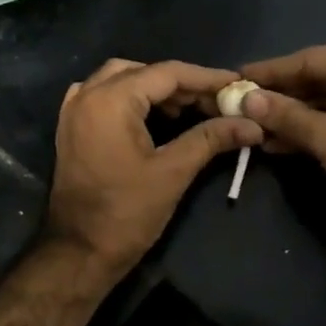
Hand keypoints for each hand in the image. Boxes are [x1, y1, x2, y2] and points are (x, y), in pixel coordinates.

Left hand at [46, 58, 263, 278]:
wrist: (78, 252)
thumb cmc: (126, 213)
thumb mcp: (173, 172)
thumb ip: (211, 139)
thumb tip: (252, 124)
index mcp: (110, 100)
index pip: (166, 73)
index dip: (206, 78)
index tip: (237, 84)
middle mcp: (87, 95)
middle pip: (143, 72)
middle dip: (182, 84)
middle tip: (215, 102)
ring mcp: (74, 111)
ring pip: (121, 81)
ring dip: (156, 90)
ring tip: (190, 109)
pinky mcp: (72, 129)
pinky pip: (104, 97)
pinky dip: (132, 99)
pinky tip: (154, 117)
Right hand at [240, 40, 325, 246]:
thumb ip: (286, 116)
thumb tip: (245, 100)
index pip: (311, 59)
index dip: (271, 72)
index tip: (235, 77)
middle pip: (319, 80)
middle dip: (280, 98)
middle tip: (238, 106)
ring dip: (291, 118)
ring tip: (251, 128)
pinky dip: (310, 132)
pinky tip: (276, 143)